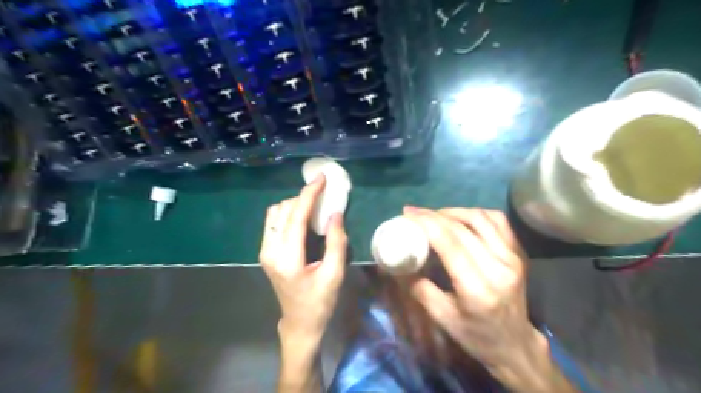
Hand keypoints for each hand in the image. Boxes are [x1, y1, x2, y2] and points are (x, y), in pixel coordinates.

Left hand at [259, 174, 346, 342]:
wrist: (299, 323)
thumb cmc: (320, 302)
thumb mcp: (334, 274)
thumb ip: (336, 242)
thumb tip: (335, 213)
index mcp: (287, 258)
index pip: (296, 216)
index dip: (309, 194)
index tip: (321, 178)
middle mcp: (270, 250)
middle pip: (283, 210)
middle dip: (303, 198)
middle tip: (323, 196)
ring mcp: (264, 251)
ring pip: (275, 214)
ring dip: (294, 205)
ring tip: (314, 207)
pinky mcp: (265, 252)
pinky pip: (273, 222)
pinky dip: (288, 214)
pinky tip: (302, 219)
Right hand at [403, 206, 564, 389]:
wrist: (515, 344)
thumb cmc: (476, 335)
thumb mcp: (442, 317)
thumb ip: (419, 288)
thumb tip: (398, 264)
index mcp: (477, 288)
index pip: (450, 243)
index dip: (427, 223)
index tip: (407, 214)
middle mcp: (499, 267)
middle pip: (462, 228)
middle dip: (433, 215)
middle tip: (414, 212)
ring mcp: (513, 257)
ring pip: (480, 218)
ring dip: (453, 211)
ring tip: (434, 215)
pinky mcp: (518, 252)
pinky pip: (497, 221)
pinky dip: (476, 214)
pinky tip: (461, 218)